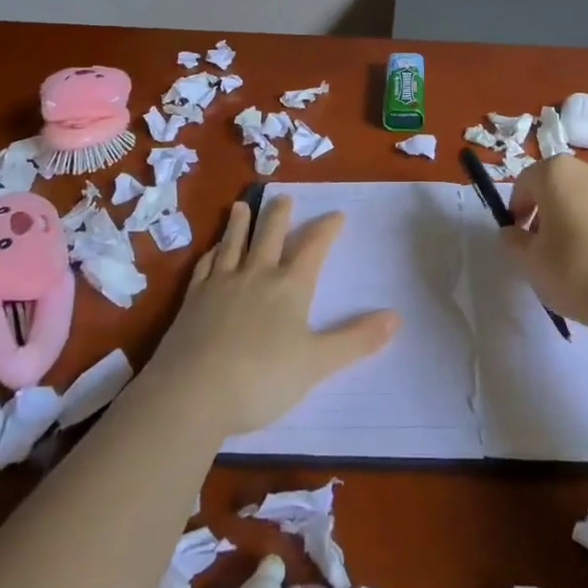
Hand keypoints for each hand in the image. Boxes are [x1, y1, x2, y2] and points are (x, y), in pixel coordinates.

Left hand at [146, 196, 399, 435]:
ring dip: (240, 223)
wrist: (192, 392)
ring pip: (234, 243)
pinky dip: (212, 252)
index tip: (336, 214)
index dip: (326, 229)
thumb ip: (355, 340)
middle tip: (283, 196)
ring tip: (242, 205)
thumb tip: (396, 317)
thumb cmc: (262, 378)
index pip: (313, 248)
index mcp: (289, 287)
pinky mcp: (192, 300)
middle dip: (279, 214)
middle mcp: (256, 275)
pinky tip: (212, 250)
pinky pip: (205, 266)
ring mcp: (220, 284)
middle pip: (270, 235)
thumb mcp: (317, 363)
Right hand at [504, 157, 587, 330]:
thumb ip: (513, 241)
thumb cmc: (574, 271)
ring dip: (579, 215)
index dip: (517, 208)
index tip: (518, 235)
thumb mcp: (529, 262)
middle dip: (549, 209)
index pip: (525, 182)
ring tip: (580, 254)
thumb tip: (512, 232)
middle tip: (545, 244)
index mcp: (557, 173)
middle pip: (560, 185)